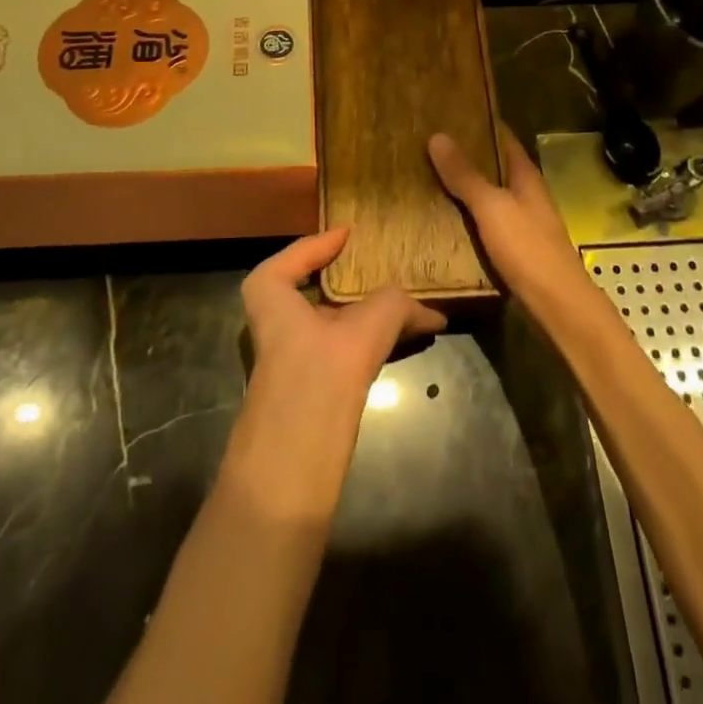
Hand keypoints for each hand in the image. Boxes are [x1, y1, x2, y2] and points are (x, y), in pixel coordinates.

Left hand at [228, 229, 445, 520]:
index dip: (317, 244)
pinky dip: (368, 343)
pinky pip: (340, 353)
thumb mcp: (365, 329)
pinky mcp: (309, 395)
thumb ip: (395, 307)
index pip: (289, 260)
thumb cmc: (317, 377)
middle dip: (346, 282)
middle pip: (311, 294)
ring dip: (364, 315)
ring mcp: (291, 364)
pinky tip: (402, 345)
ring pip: (330, 326)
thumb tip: (430, 311)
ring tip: (406, 309)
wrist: (290, 469)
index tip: (349, 234)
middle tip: (382, 270)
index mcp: (272, 299)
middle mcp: (277, 327)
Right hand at [428, 125, 588, 307]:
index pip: (504, 138)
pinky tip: (445, 219)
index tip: (450, 114)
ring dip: (466, 187)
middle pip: (496, 167)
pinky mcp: (516, 249)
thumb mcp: (491, 207)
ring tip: (429, 177)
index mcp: (527, 177)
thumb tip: (437, 136)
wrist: (558, 307)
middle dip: (468, 156)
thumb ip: (465, 175)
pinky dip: (469, 216)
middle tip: (429, 145)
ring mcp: (524, 223)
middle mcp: (527, 195)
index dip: (481, 124)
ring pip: (491, 196)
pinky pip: (488, 223)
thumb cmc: (528, 249)